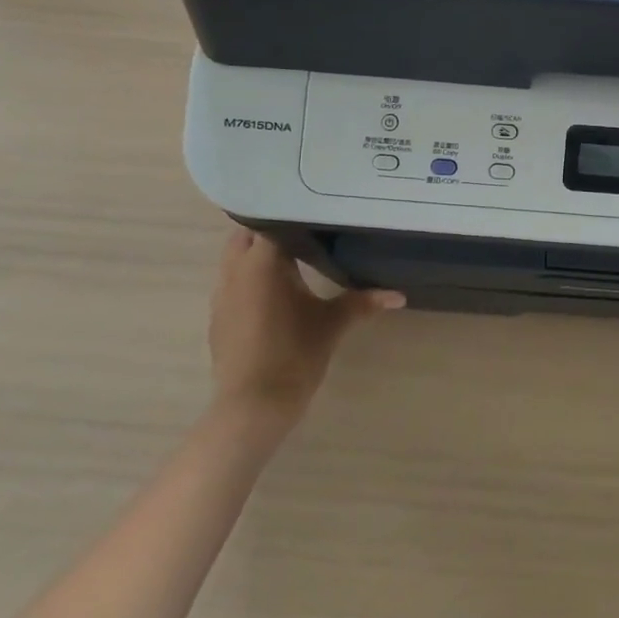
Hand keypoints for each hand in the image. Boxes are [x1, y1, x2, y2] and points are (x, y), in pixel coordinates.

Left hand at [206, 228, 403, 434]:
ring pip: (235, 258)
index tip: (315, 212)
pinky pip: (232, 281)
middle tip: (306, 231)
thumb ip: (364, 302)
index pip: (272, 221)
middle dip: (272, 230)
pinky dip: (250, 277)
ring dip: (258, 254)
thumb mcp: (333, 324)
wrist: (253, 405)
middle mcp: (236, 271)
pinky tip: (275, 291)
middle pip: (247, 235)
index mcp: (262, 263)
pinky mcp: (219, 316)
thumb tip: (399, 295)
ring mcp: (222, 294)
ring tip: (293, 256)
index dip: (292, 214)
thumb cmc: (294, 355)